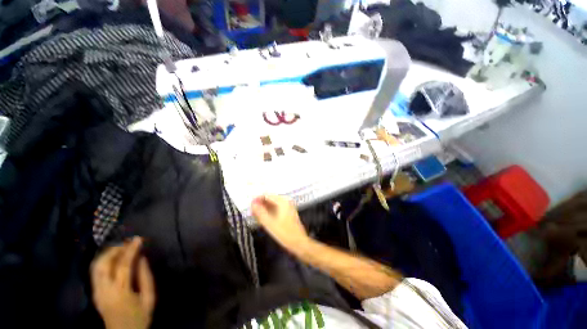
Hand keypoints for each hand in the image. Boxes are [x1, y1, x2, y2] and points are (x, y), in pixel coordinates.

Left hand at [91, 237, 155, 328]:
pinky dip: (103, 261)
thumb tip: (142, 258)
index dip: (131, 250)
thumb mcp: (149, 298)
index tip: (138, 239)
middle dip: (114, 249)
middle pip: (103, 264)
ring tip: (120, 248)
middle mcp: (104, 290)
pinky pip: (95, 272)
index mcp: (120, 292)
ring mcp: (96, 292)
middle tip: (127, 242)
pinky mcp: (94, 293)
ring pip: (96, 267)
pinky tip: (112, 259)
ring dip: (107, 254)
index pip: (123, 265)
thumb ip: (146, 277)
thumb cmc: (139, 317)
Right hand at [251, 195, 310, 253]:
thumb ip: (260, 212)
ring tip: (257, 216)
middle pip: (270, 199)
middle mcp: (286, 201)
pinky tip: (265, 218)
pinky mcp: (288, 212)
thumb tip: (252, 203)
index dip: (257, 200)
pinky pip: (277, 208)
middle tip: (252, 213)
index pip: (267, 195)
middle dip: (261, 204)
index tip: (250, 207)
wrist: (299, 243)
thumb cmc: (284, 233)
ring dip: (265, 209)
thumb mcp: (270, 223)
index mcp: (282, 201)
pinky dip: (270, 212)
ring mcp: (288, 206)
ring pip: (273, 204)